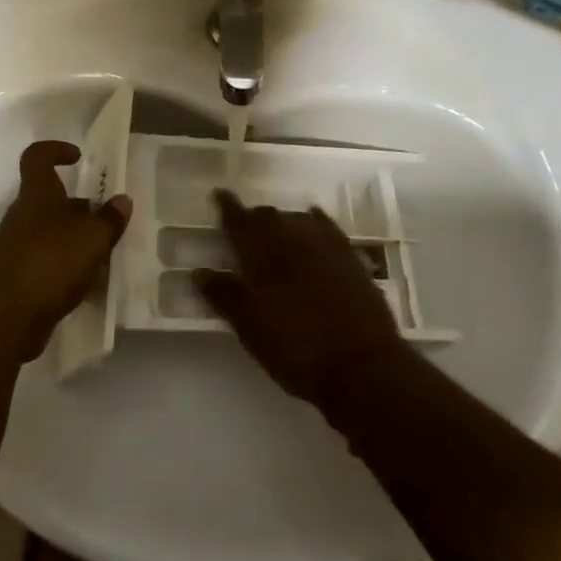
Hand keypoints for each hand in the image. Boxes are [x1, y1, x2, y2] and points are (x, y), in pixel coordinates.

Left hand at [0, 140, 130, 361]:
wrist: (2, 320)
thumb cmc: (49, 263)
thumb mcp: (91, 239)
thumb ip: (109, 219)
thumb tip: (122, 200)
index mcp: (37, 194)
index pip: (37, 156)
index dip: (56, 149)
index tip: (78, 159)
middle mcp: (23, 216)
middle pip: (51, 199)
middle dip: (80, 207)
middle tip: (107, 220)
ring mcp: (17, 247)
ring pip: (51, 232)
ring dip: (76, 240)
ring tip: (105, 255)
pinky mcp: (17, 278)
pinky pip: (47, 262)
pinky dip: (67, 268)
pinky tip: (88, 285)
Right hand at [196, 191, 406, 406]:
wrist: (362, 366)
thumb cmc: (296, 348)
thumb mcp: (250, 328)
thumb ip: (223, 295)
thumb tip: (199, 271)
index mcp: (261, 252)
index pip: (238, 220)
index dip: (227, 206)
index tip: (218, 195)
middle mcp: (291, 237)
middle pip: (267, 216)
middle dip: (253, 218)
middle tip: (245, 228)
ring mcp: (325, 244)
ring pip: (296, 219)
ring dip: (282, 222)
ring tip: (276, 235)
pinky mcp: (350, 256)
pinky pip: (326, 227)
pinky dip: (314, 222)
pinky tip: (313, 223)